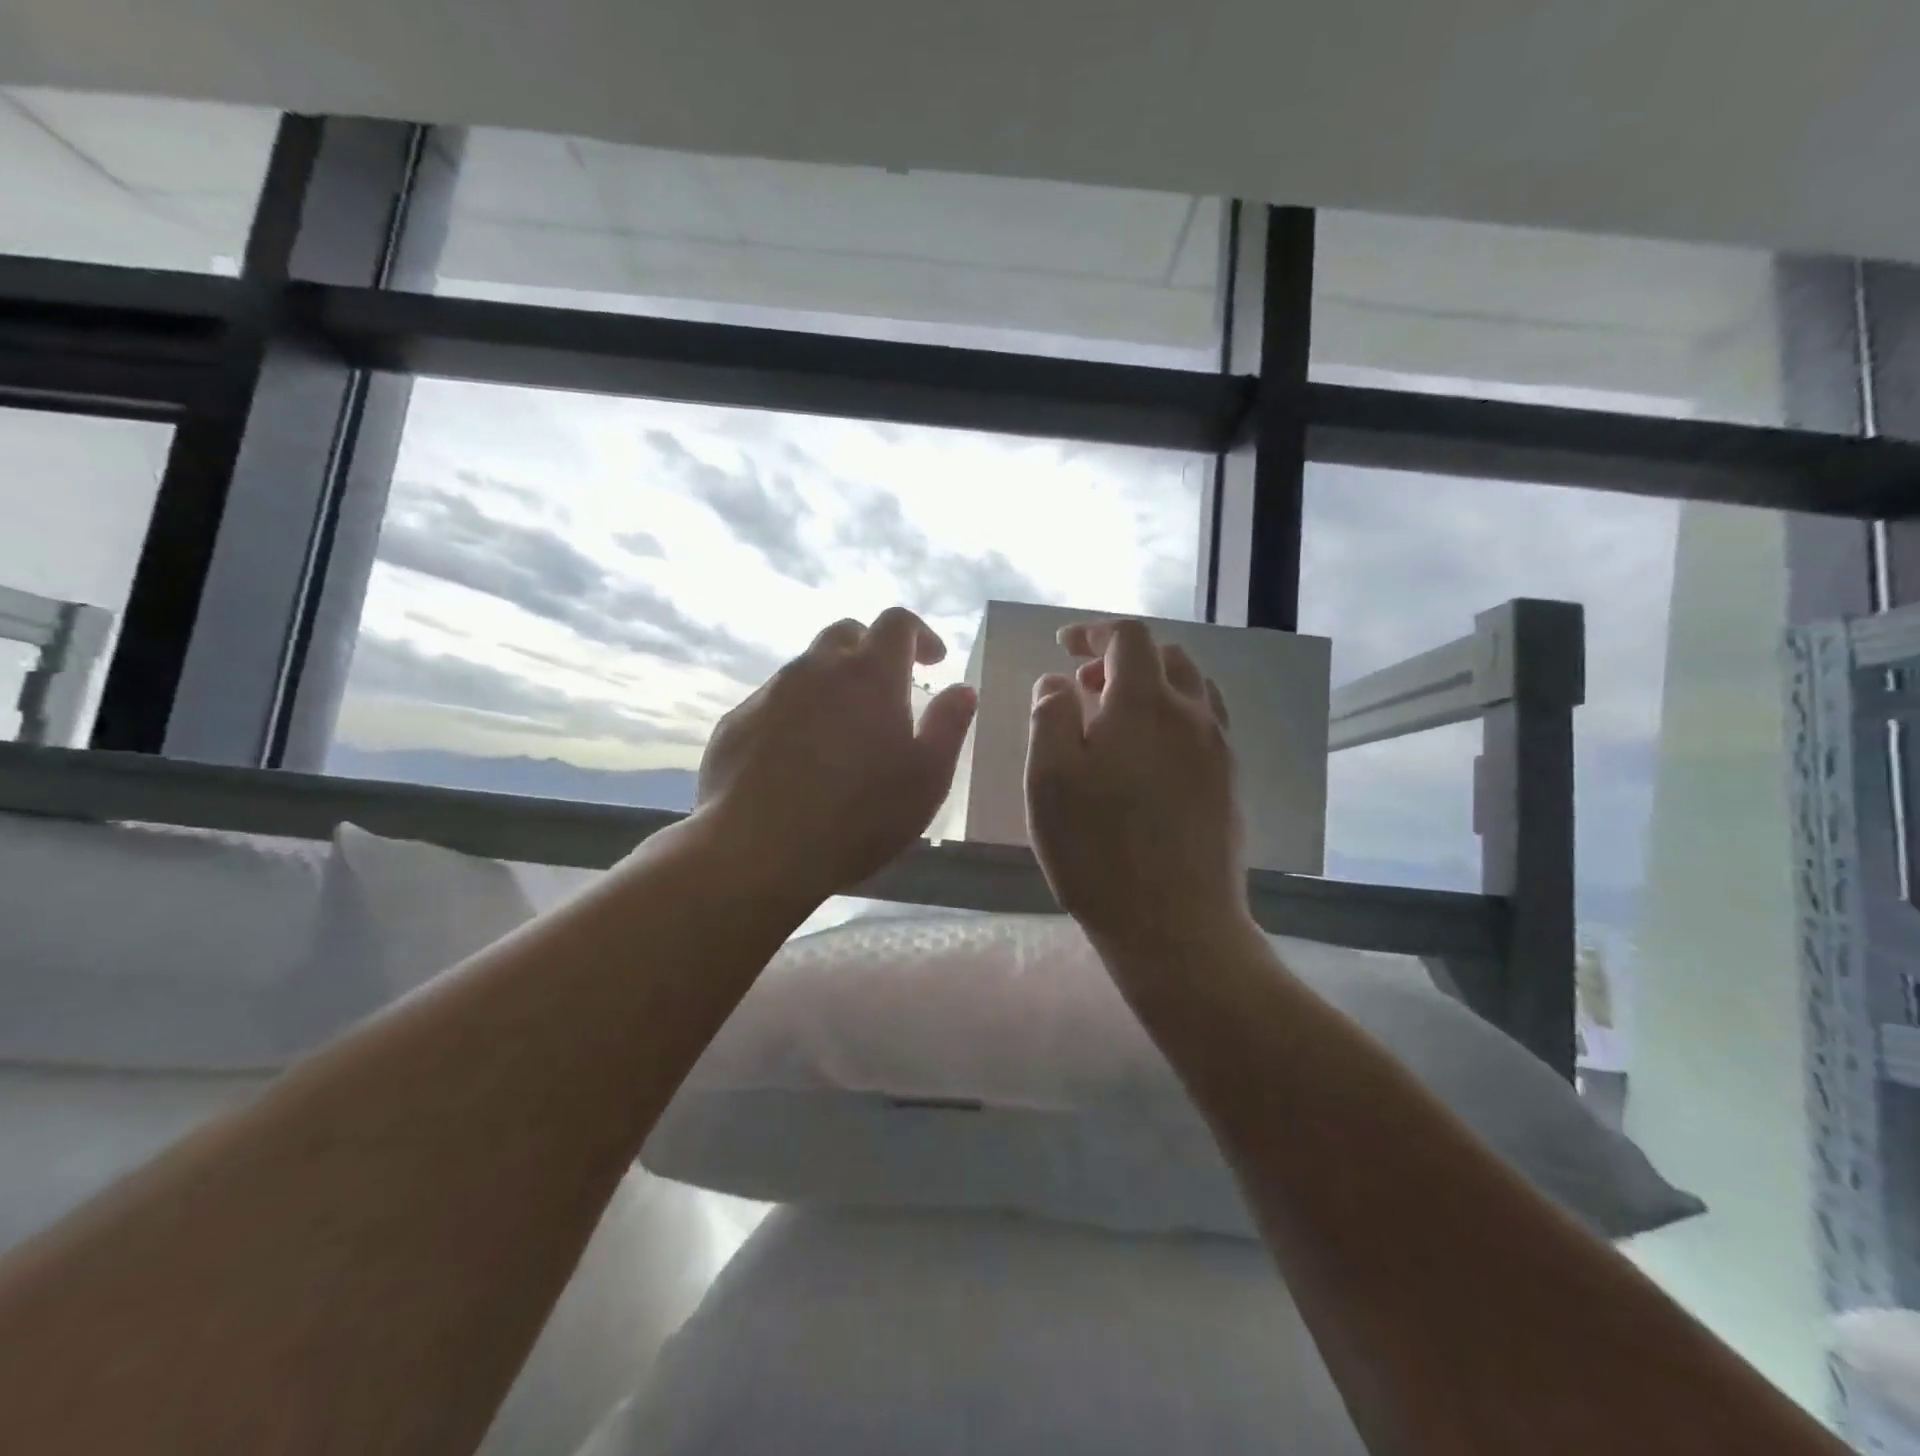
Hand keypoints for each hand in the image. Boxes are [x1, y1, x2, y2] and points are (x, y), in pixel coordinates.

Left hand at [695, 608, 977, 902]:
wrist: (758, 852)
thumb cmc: (860, 817)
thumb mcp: (927, 778)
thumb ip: (949, 726)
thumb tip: (962, 689)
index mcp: (870, 674)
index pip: (896, 623)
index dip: (919, 634)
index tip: (933, 661)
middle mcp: (816, 669)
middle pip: (845, 635)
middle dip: (871, 651)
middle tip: (887, 690)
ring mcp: (769, 694)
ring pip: (806, 670)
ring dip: (832, 685)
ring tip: (843, 732)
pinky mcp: (734, 723)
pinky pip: (773, 704)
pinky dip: (796, 715)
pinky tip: (798, 760)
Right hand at [1025, 619, 1250, 958]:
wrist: (1174, 923)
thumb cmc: (1097, 848)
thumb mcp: (1049, 778)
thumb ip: (1050, 715)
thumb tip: (1058, 681)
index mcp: (1145, 704)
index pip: (1129, 638)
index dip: (1094, 632)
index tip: (1064, 647)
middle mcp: (1192, 714)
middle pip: (1167, 657)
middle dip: (1122, 658)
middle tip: (1086, 687)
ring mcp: (1218, 750)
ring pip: (1193, 690)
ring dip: (1154, 686)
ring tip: (1117, 719)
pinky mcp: (1229, 784)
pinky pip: (1205, 726)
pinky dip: (1174, 717)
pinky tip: (1149, 758)